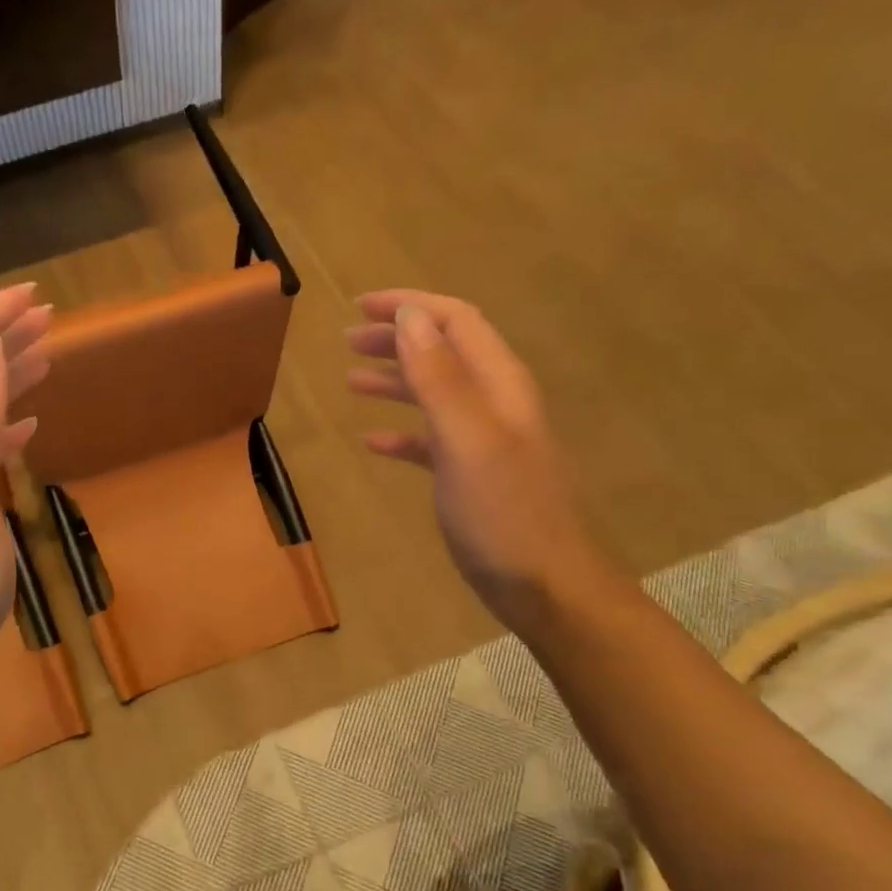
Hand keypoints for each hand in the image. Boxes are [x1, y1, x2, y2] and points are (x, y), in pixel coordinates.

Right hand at [346, 289, 622, 633]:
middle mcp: (494, 403)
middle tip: (349, 339)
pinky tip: (372, 441)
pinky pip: (430, 439)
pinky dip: (401, 431)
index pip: (456, 321)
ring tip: (351, 378)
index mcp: (498, 385)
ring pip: (434, 393)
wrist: (542, 584)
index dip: (411, 306)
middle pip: (443, 351)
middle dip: (398, 338)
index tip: (362, 306)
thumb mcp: (467, 440)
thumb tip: (411, 317)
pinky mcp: (470, 474)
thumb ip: (439, 377)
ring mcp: (483, 440)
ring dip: (394, 379)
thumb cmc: (503, 512)